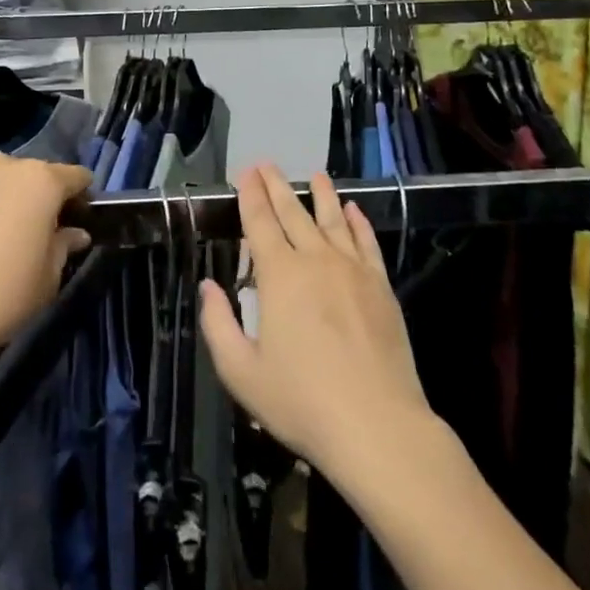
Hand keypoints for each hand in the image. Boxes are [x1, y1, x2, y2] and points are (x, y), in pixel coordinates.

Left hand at [0, 152, 92, 372]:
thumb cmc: (2, 294)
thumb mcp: (48, 278)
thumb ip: (64, 247)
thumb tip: (74, 233)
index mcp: (42, 180)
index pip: (77, 177)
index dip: (83, 197)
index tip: (82, 220)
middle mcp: (7, 166)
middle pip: (38, 175)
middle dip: (45, 197)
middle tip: (44, 231)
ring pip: (4, 181)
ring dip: (12, 199)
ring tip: (6, 234)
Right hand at [200, 166, 430, 476]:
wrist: (377, 426)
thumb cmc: (302, 402)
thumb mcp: (241, 372)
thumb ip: (219, 324)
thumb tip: (209, 287)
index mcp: (279, 275)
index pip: (261, 222)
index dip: (251, 195)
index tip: (246, 172)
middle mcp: (316, 260)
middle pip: (294, 212)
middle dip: (278, 185)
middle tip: (268, 164)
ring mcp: (353, 270)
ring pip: (333, 220)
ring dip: (322, 195)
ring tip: (315, 176)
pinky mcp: (381, 287)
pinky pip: (367, 243)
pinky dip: (358, 223)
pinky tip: (354, 211)